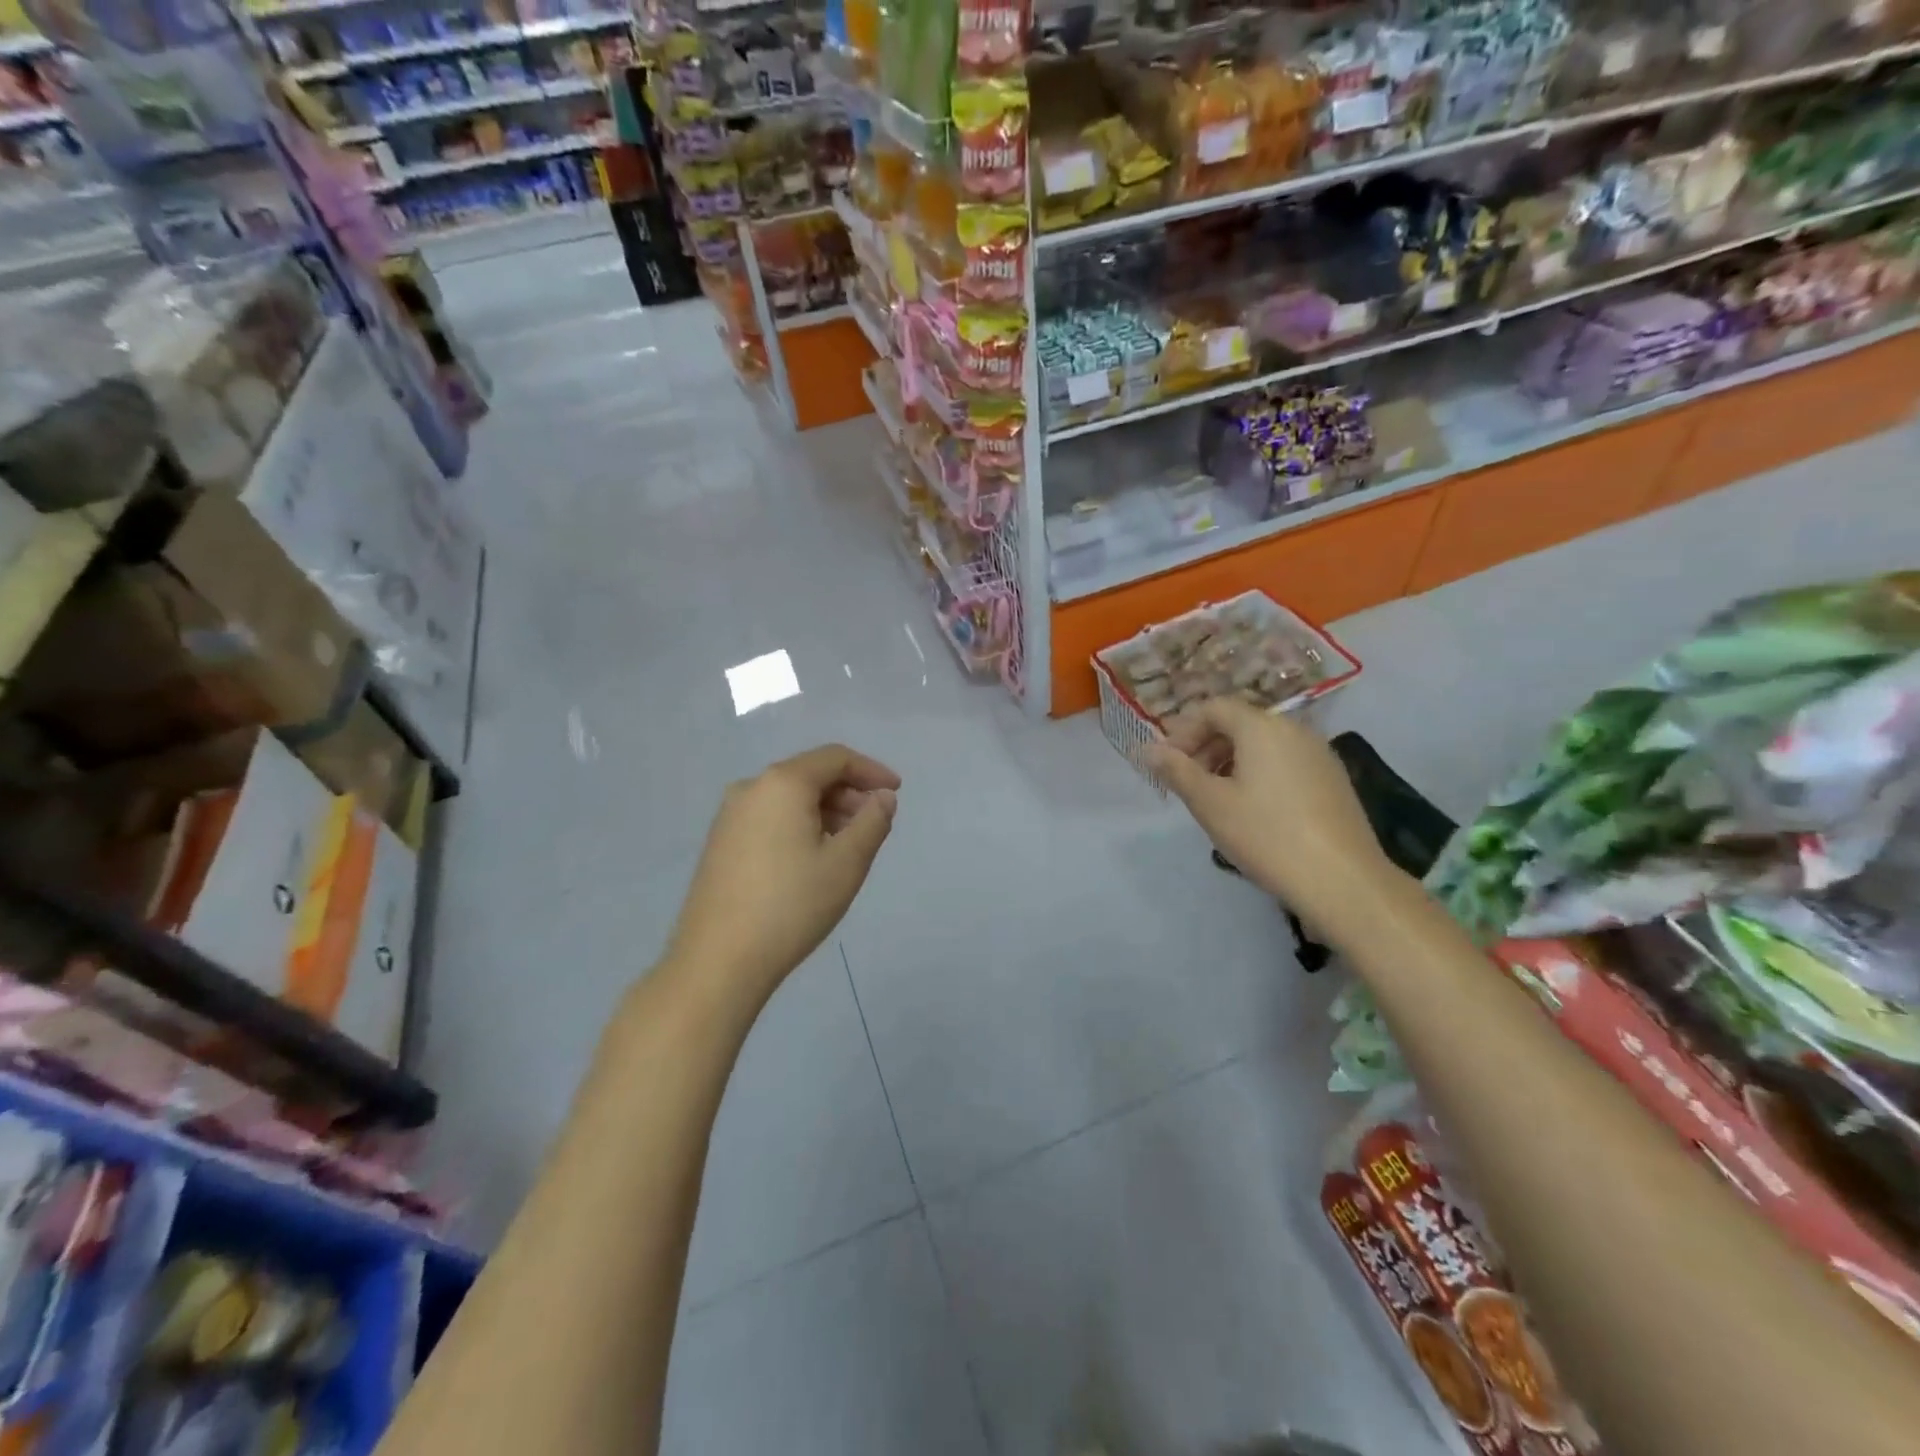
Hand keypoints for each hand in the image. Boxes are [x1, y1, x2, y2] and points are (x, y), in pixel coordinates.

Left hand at [666, 745, 899, 1005]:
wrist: (718, 960)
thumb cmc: (791, 905)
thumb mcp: (846, 863)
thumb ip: (872, 821)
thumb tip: (883, 798)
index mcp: (782, 783)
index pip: (835, 757)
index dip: (871, 770)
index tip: (897, 793)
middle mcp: (751, 788)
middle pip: (810, 774)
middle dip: (848, 792)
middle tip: (874, 823)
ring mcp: (729, 815)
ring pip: (789, 797)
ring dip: (825, 810)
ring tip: (848, 844)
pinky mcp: (720, 842)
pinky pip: (769, 816)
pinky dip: (799, 823)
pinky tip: (812, 858)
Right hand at [1147, 699, 1394, 927]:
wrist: (1343, 880)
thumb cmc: (1266, 835)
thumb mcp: (1210, 803)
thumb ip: (1176, 771)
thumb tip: (1147, 748)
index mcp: (1262, 727)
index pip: (1214, 708)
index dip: (1184, 731)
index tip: (1169, 765)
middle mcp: (1294, 729)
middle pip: (1240, 723)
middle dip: (1206, 746)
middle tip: (1188, 784)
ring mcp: (1319, 754)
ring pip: (1264, 744)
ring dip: (1232, 762)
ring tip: (1218, 800)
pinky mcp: (1334, 779)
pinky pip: (1286, 762)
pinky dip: (1260, 774)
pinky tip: (1255, 811)